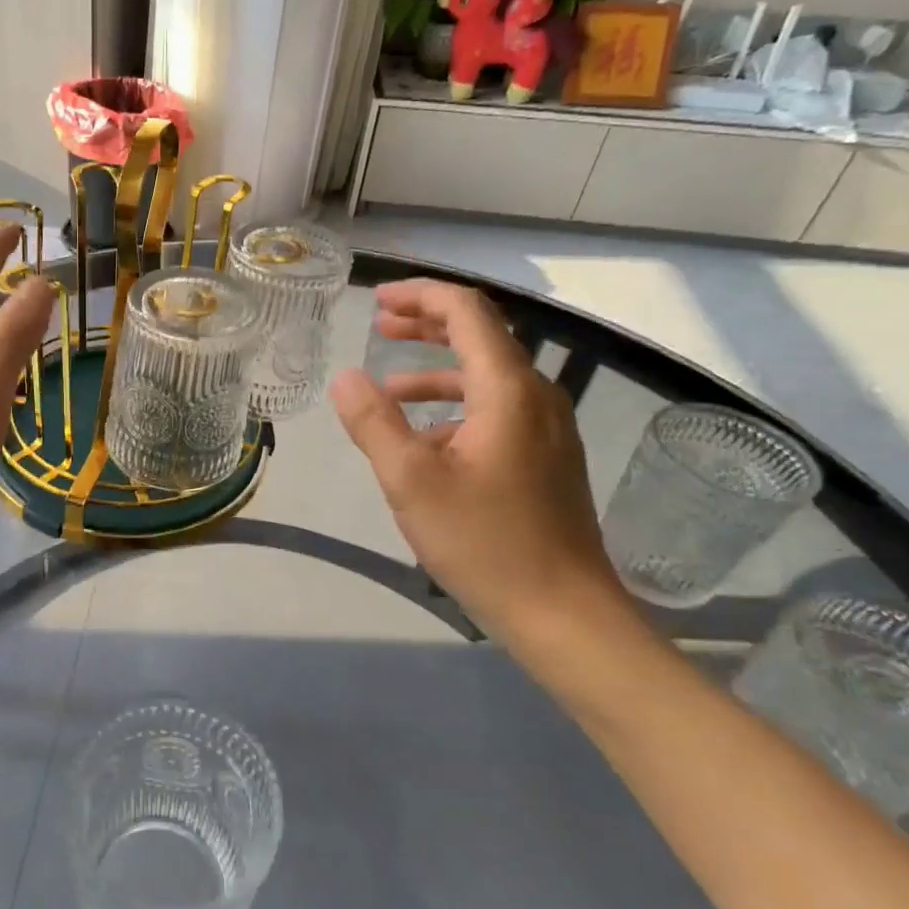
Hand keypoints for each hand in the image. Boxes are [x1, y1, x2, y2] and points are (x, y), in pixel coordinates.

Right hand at [330, 279, 621, 639]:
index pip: (468, 313)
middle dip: (427, 325)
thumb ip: (374, 423)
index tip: (377, 301)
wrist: (563, 612)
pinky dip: (453, 406)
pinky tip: (422, 439)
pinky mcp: (544, 458)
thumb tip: (345, 378)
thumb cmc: (485, 543)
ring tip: (387, 387)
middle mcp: (535, 397)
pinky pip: (495, 410)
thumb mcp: (411, 481)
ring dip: (436, 370)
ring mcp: (545, 429)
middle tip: (379, 325)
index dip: (422, 296)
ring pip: (487, 376)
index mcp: (507, 391)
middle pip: (481, 336)